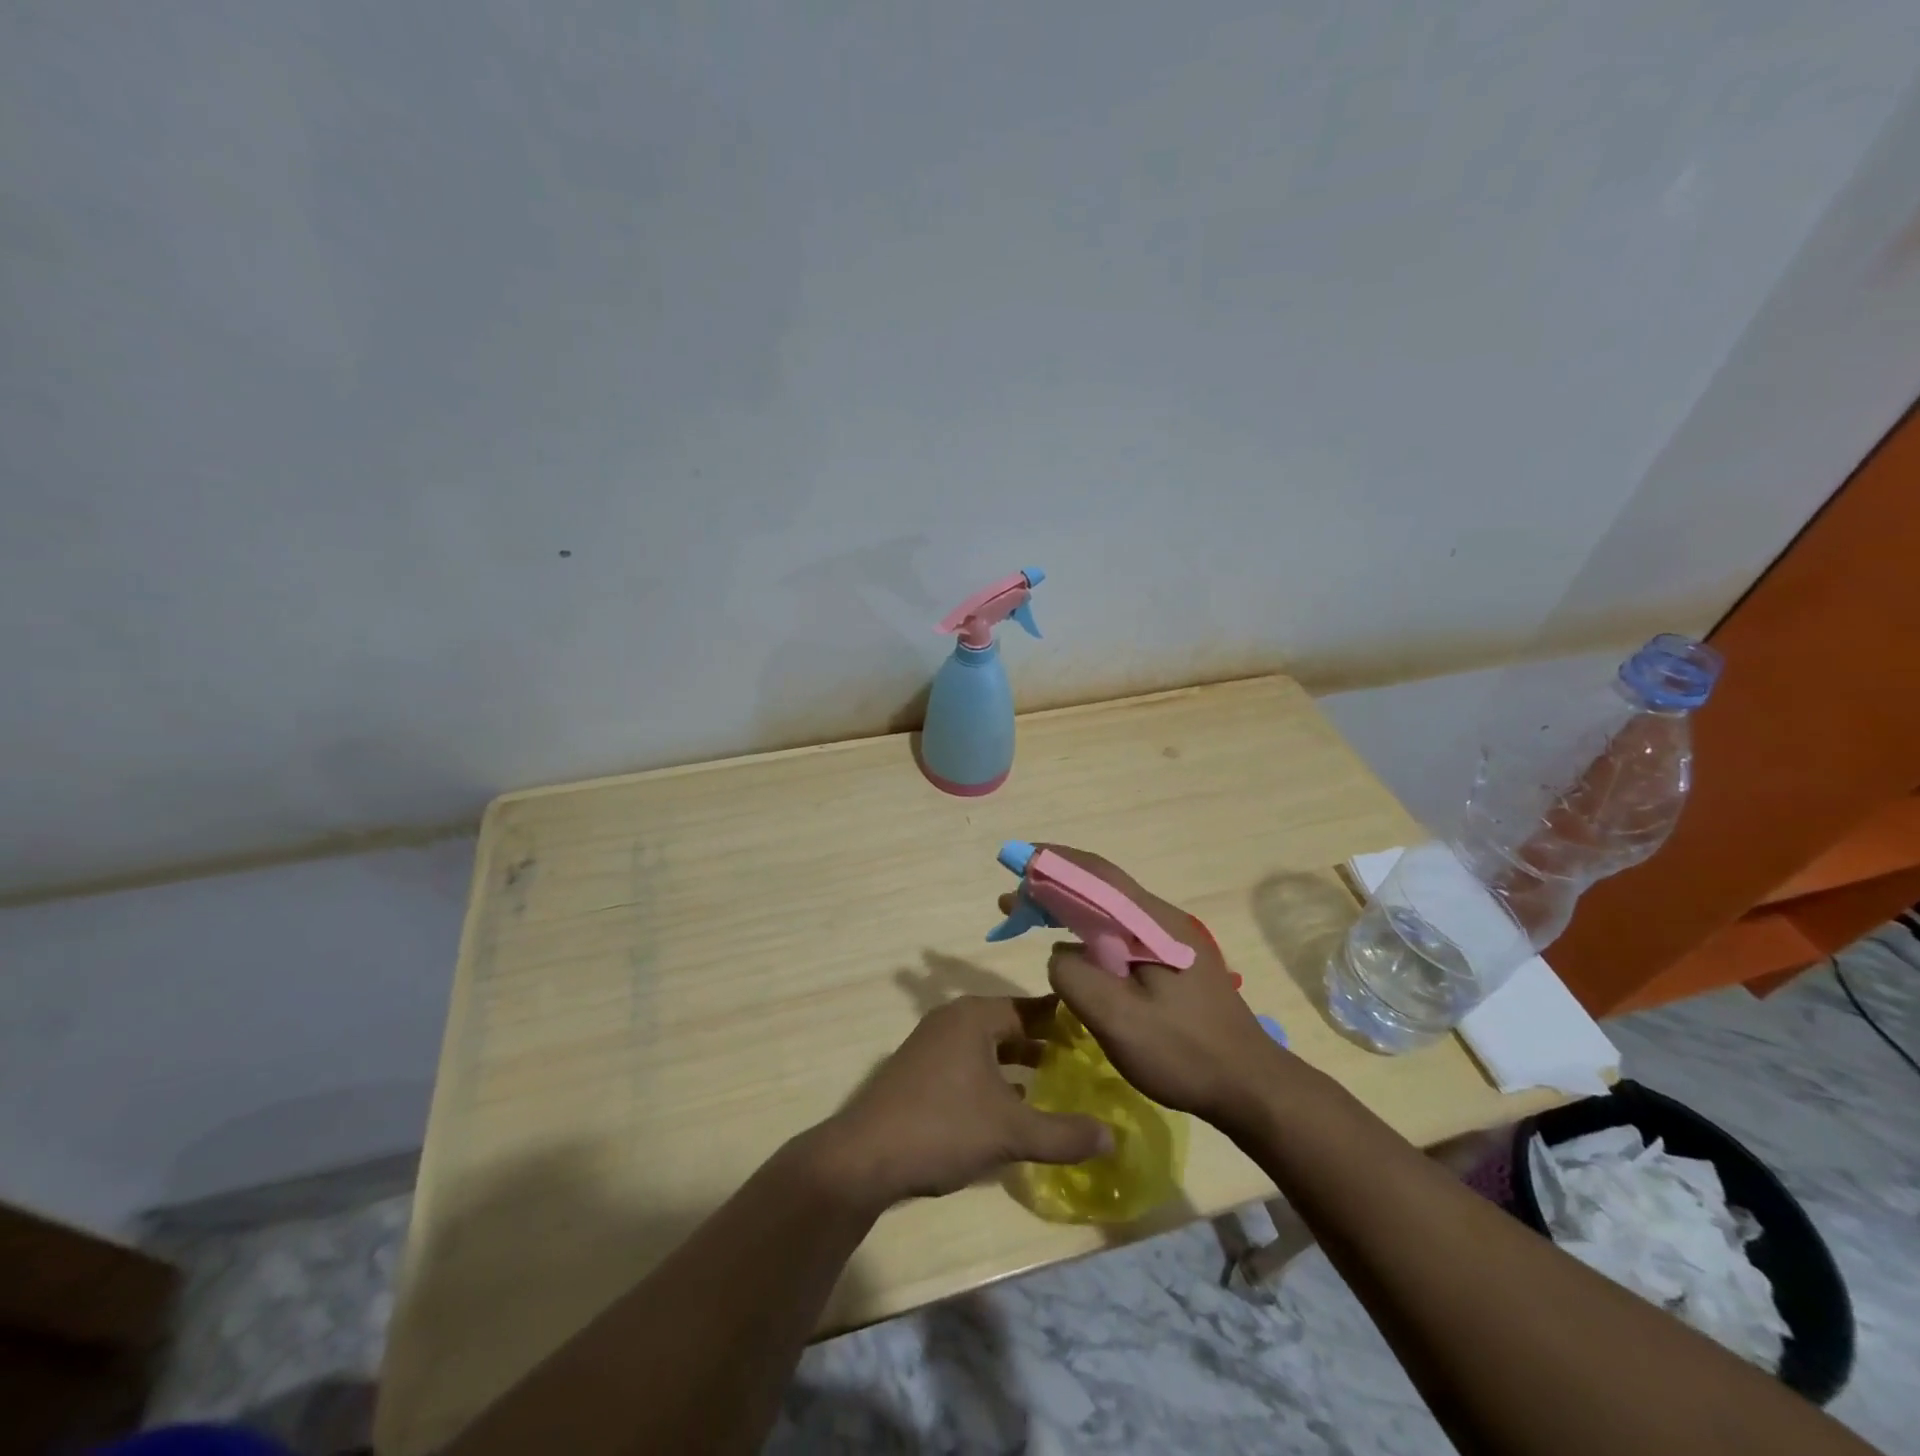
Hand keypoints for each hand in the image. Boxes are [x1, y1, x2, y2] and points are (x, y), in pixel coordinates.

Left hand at [813, 995, 1113, 1207]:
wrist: (863, 1158)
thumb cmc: (942, 1127)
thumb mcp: (1011, 1131)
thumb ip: (1064, 1134)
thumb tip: (1113, 1137)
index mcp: (974, 1016)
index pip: (1030, 1007)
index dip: (1064, 1020)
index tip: (1097, 1032)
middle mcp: (952, 1020)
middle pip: (1008, 1025)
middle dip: (1042, 1042)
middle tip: (1082, 1060)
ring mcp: (931, 1045)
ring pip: (987, 1047)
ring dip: (1017, 1063)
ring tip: (1054, 1083)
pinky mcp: (919, 1073)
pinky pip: (968, 1064)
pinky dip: (993, 1078)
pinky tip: (1012, 1106)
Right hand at [1029, 846, 1291, 1132]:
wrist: (1252, 1088)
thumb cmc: (1185, 1054)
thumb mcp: (1119, 1020)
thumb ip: (1076, 977)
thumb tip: (1060, 953)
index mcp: (1153, 923)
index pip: (1097, 875)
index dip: (1054, 862)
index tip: (1016, 861)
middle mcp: (1163, 920)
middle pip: (1101, 887)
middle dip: (1054, 885)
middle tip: (1012, 900)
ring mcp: (1171, 941)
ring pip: (1110, 910)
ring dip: (1070, 907)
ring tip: (1032, 917)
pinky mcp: (1173, 963)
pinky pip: (1120, 932)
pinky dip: (1088, 930)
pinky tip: (1074, 949)